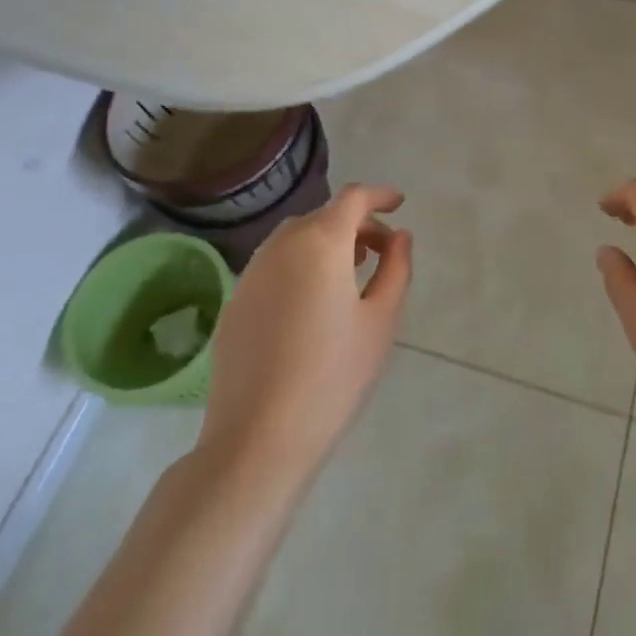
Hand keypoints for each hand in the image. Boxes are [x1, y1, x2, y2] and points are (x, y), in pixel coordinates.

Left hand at [199, 184, 413, 479]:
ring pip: (296, 238)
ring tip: (350, 274)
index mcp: (321, 242)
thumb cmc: (333, 377)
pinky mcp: (236, 301)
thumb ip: (396, 268)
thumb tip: (399, 237)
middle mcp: (282, 245)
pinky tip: (312, 303)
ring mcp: (252, 272)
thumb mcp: (381, 321)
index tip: (399, 205)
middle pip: (324, 216)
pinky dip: (300, 264)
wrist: (257, 439)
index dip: (379, 196)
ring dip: (326, 242)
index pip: (353, 198)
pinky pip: (275, 264)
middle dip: (356, 224)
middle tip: (381, 252)